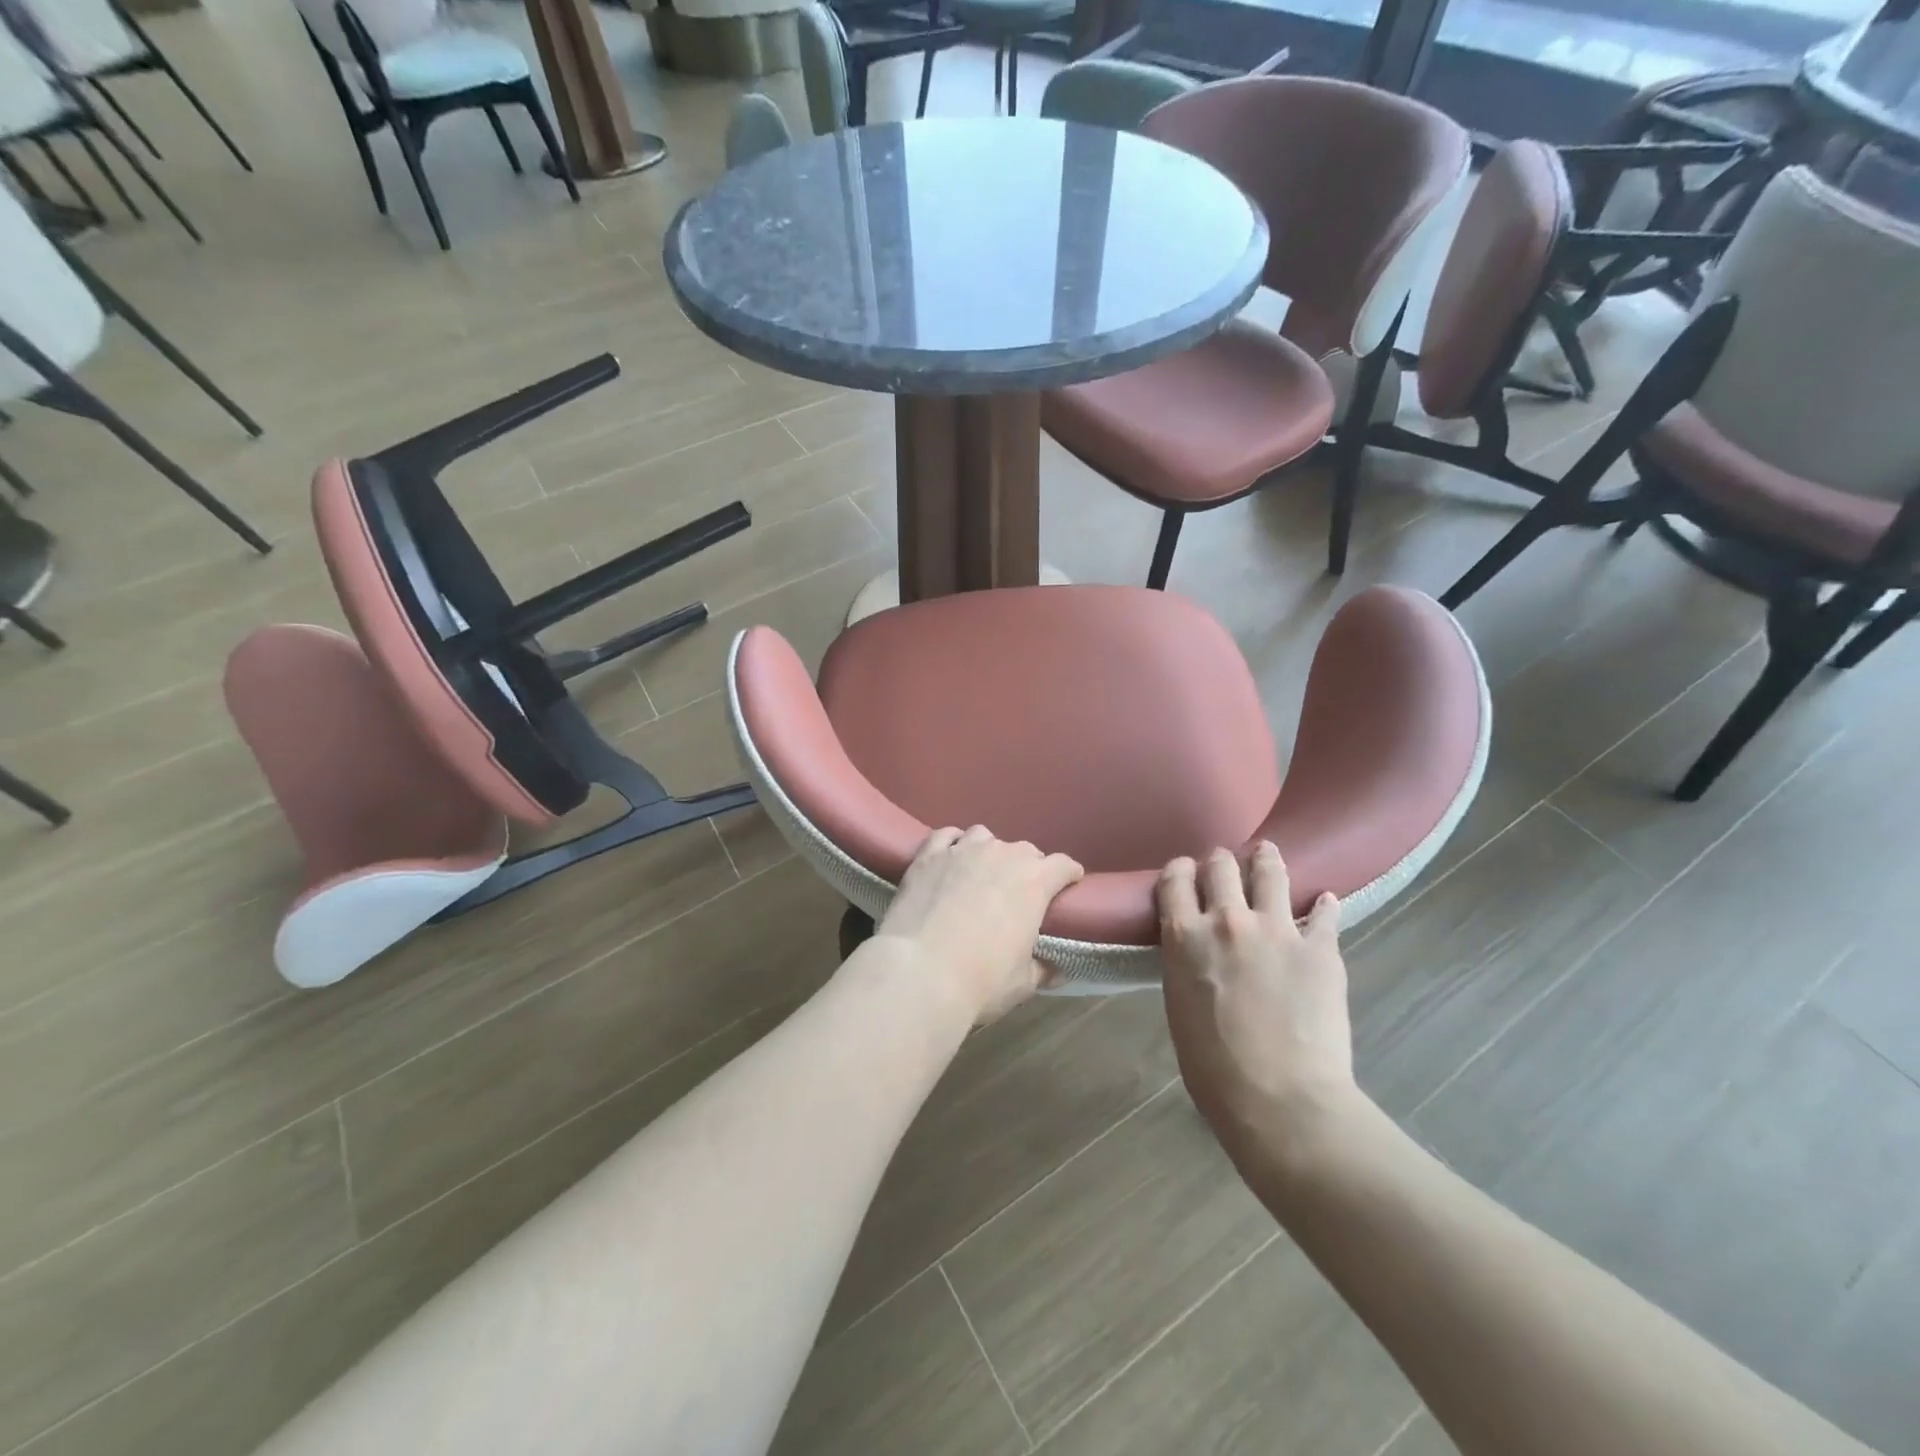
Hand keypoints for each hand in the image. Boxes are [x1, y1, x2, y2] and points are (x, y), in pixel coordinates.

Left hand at [875, 826, 1084, 1024]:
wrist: (920, 972)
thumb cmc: (981, 980)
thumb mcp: (1023, 983)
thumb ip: (1041, 969)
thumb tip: (1054, 969)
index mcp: (1035, 882)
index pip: (1063, 865)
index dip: (1068, 875)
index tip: (1068, 885)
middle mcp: (1002, 855)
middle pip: (1025, 850)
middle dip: (1028, 867)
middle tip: (1019, 893)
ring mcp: (963, 850)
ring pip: (984, 837)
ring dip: (989, 852)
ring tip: (981, 873)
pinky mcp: (928, 855)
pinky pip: (946, 836)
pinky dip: (952, 843)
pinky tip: (950, 857)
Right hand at [1157, 843, 1356, 1166]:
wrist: (1280, 1100)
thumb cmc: (1213, 1068)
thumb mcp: (1179, 1006)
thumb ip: (1187, 964)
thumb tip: (1197, 951)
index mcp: (1184, 937)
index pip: (1175, 880)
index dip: (1179, 870)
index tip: (1185, 871)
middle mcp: (1227, 920)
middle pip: (1219, 866)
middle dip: (1219, 861)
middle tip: (1224, 865)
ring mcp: (1277, 929)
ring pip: (1269, 872)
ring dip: (1266, 859)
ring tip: (1267, 854)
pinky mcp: (1320, 948)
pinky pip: (1325, 913)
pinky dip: (1324, 905)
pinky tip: (1326, 901)